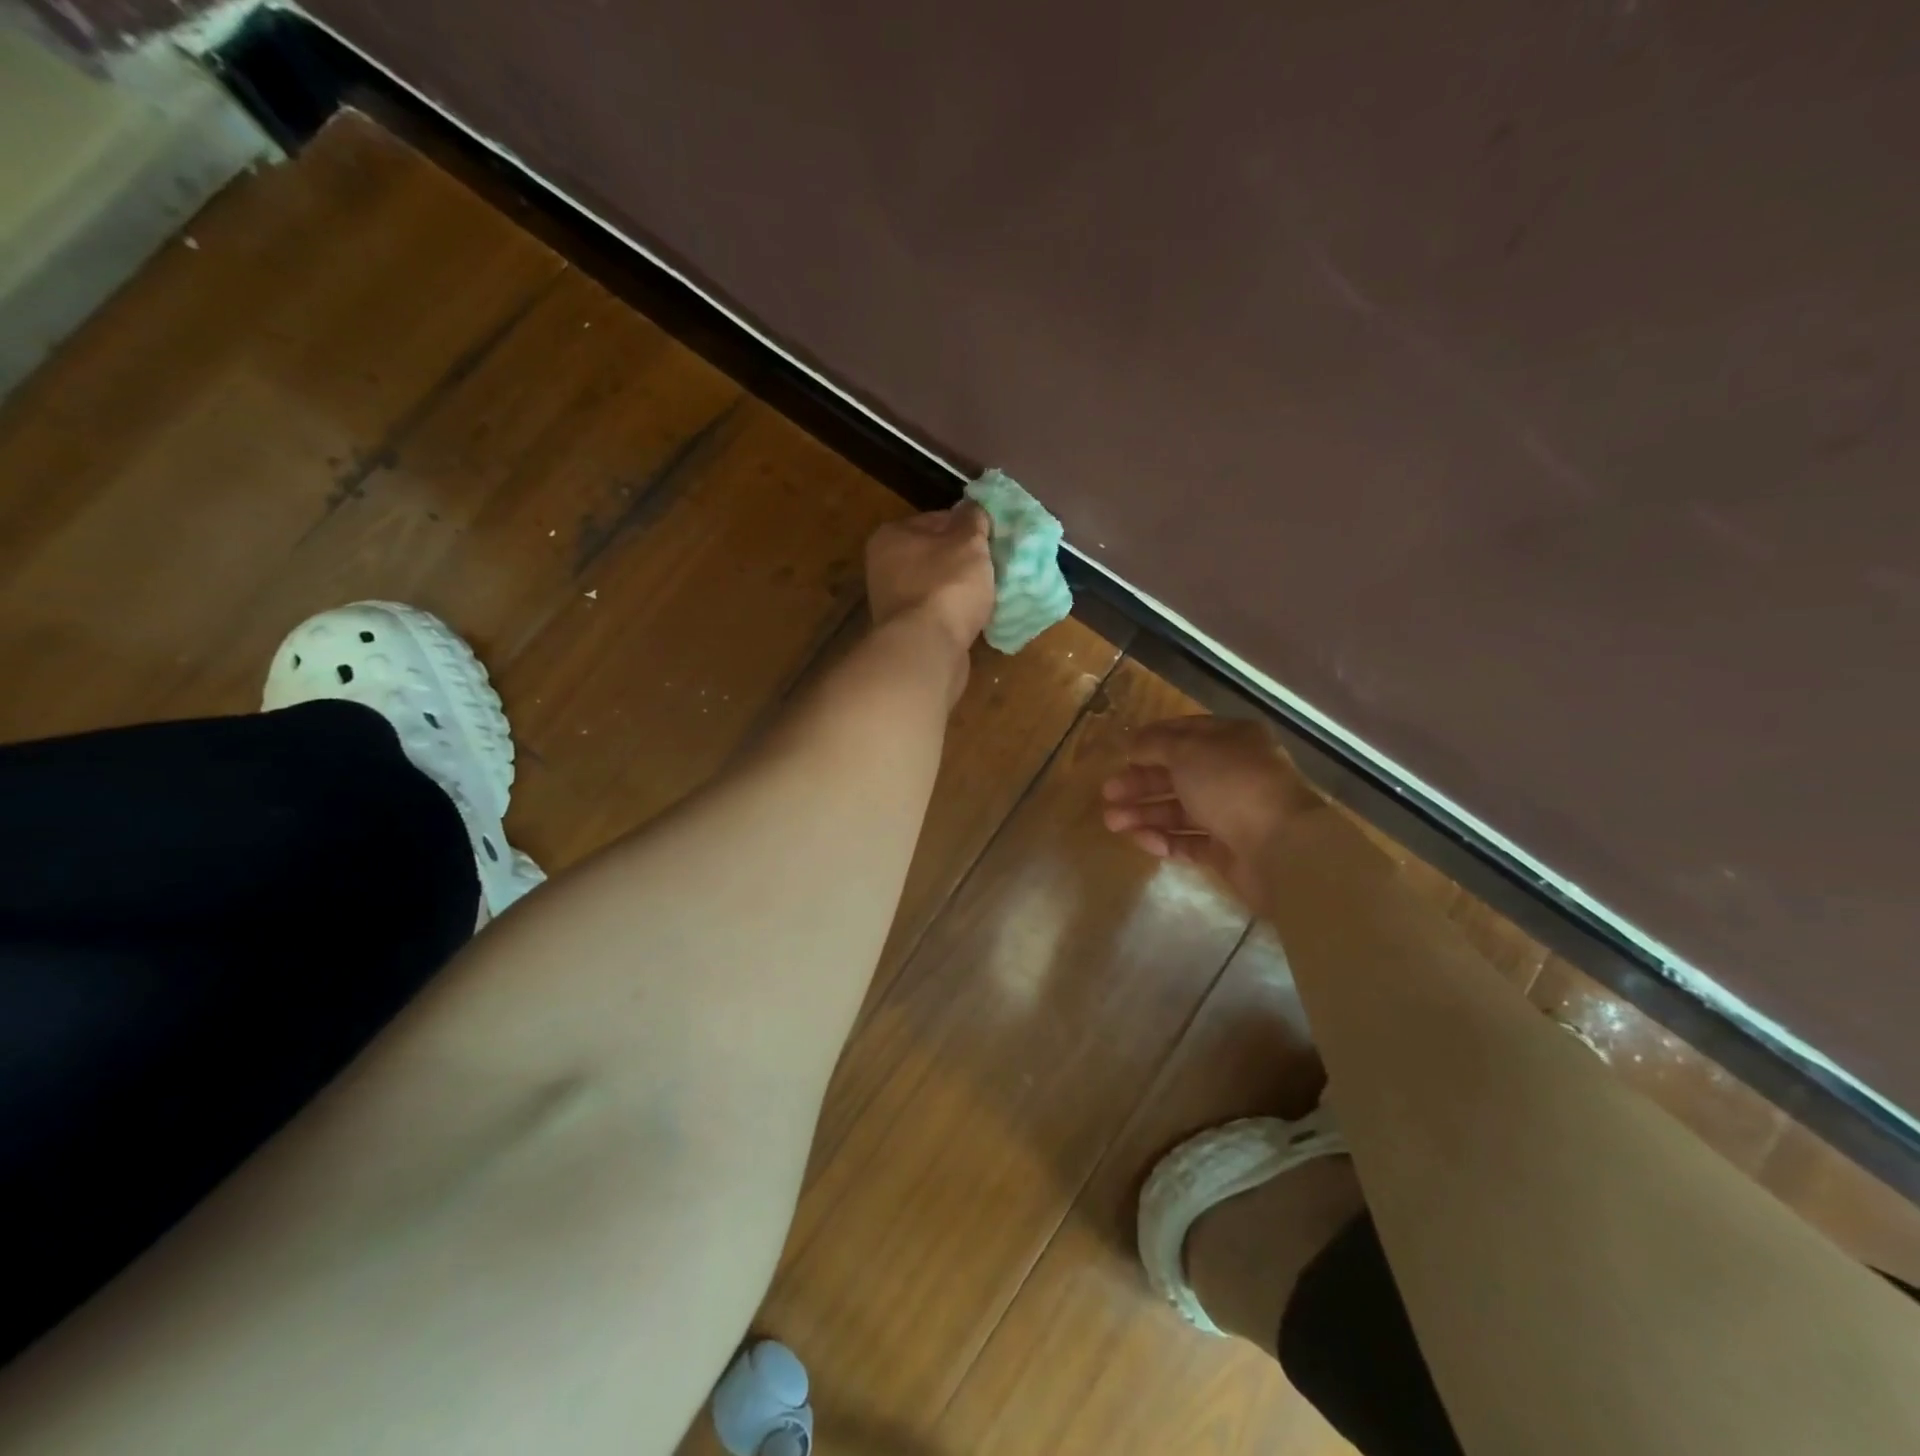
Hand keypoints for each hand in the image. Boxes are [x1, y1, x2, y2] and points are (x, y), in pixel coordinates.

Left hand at [865, 503, 995, 658]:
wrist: (928, 649)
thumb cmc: (947, 585)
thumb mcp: (969, 542)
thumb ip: (973, 520)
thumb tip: (973, 508)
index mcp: (891, 536)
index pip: (936, 519)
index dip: (967, 526)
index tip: (991, 538)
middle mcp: (884, 566)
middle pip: (935, 554)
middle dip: (964, 560)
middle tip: (994, 565)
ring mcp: (893, 602)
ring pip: (937, 585)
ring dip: (960, 589)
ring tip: (989, 592)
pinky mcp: (906, 631)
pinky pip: (937, 613)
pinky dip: (954, 613)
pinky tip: (975, 617)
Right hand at [1102, 716, 1323, 904]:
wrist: (1281, 849)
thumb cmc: (1232, 785)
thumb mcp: (1188, 752)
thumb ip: (1155, 745)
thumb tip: (1134, 744)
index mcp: (1232, 740)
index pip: (1185, 733)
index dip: (1151, 741)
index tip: (1122, 753)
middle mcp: (1233, 773)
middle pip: (1177, 774)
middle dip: (1140, 783)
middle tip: (1108, 793)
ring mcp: (1232, 813)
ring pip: (1179, 809)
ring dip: (1144, 813)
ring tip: (1111, 822)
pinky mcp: (1228, 849)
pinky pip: (1189, 840)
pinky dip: (1164, 839)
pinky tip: (1140, 840)